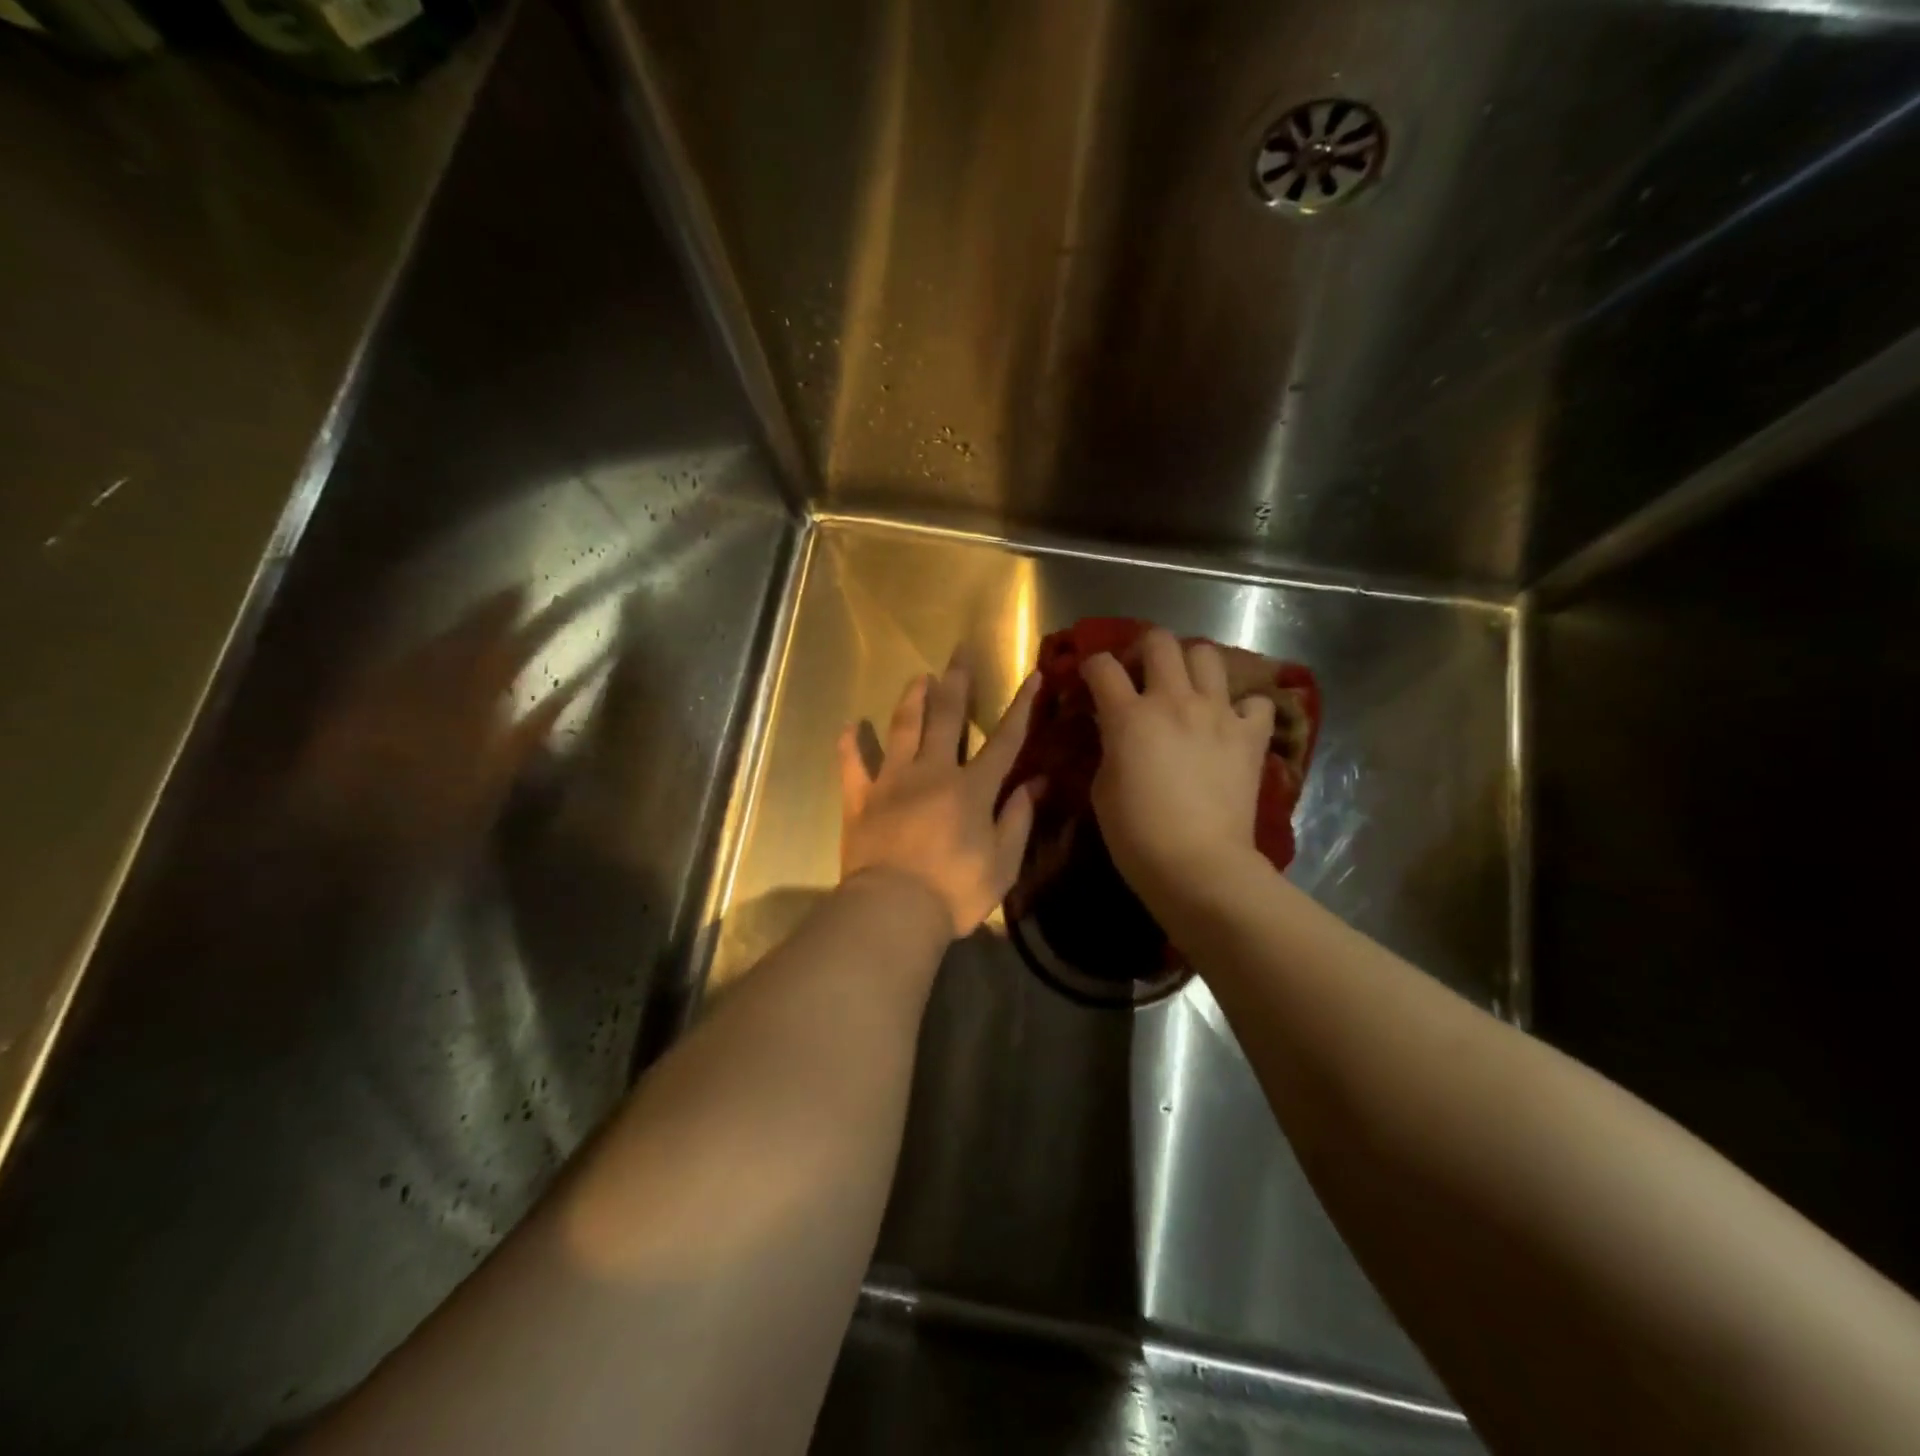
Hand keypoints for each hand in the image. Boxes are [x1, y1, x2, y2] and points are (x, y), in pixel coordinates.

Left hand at [838, 665, 1041, 937]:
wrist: (893, 910)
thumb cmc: (955, 891)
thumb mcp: (1003, 863)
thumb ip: (1018, 818)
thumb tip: (1037, 782)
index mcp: (971, 788)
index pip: (1004, 740)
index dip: (1022, 707)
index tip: (1034, 675)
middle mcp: (932, 772)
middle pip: (946, 718)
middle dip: (956, 683)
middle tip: (959, 654)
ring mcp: (892, 782)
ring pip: (902, 729)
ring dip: (911, 700)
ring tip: (918, 678)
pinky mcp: (861, 800)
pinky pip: (853, 766)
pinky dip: (850, 746)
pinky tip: (849, 727)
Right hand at [1083, 628, 1275, 904]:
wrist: (1197, 865)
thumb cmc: (1136, 834)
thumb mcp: (1102, 788)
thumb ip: (1108, 747)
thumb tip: (1115, 732)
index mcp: (1129, 715)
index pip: (1102, 666)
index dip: (1091, 666)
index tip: (1090, 679)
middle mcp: (1174, 701)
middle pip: (1159, 642)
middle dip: (1144, 651)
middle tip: (1141, 675)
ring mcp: (1218, 714)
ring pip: (1207, 655)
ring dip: (1192, 666)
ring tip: (1186, 689)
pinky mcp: (1251, 735)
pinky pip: (1256, 702)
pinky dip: (1244, 706)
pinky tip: (1231, 722)